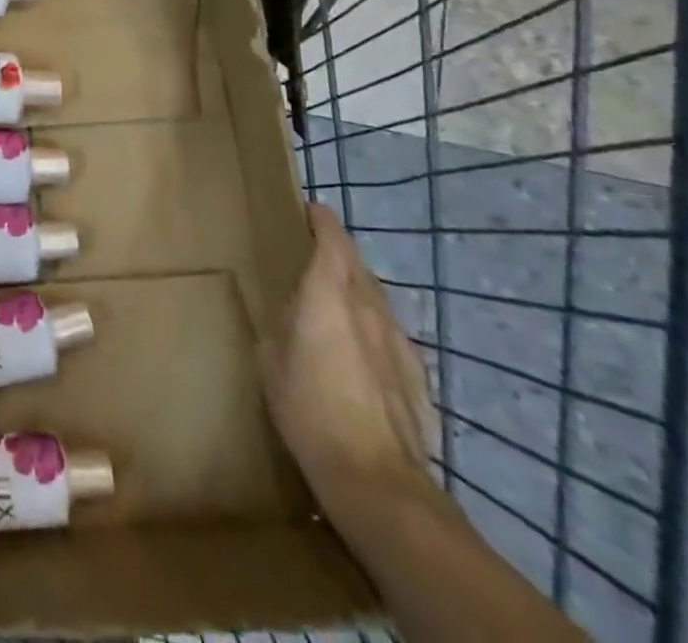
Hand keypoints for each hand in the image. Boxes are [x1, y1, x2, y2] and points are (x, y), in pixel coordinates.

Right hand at [260, 203, 435, 512]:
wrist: (375, 478)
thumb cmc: (308, 409)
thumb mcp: (271, 359)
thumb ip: (282, 324)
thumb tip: (291, 313)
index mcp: (328, 294)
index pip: (332, 239)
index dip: (322, 220)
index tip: (310, 210)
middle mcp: (368, 306)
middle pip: (358, 263)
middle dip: (339, 251)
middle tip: (315, 254)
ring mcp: (398, 340)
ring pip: (377, 297)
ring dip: (357, 288)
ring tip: (336, 301)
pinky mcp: (417, 373)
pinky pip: (390, 333)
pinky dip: (373, 326)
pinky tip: (360, 350)